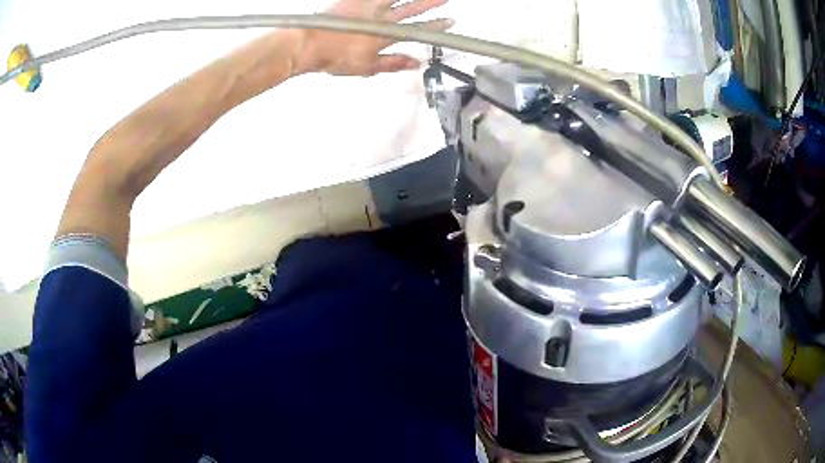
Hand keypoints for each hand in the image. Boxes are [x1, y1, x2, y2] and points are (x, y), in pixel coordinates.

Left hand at [297, 0, 453, 75]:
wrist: (308, 44)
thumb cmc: (335, 57)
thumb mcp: (367, 67)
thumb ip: (393, 63)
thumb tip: (414, 63)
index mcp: (385, 35)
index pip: (417, 30)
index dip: (435, 26)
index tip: (449, 22)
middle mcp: (380, 17)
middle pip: (411, 9)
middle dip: (431, 4)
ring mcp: (367, 6)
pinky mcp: (354, 0)